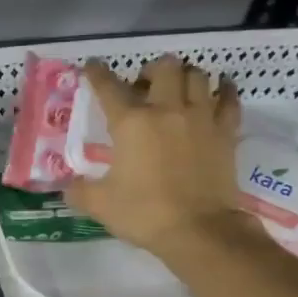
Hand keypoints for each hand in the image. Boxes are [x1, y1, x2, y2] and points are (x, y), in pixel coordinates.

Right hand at [63, 55, 256, 261]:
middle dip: (151, 70)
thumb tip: (68, 186)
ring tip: (177, 89)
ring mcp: (201, 118)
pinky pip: (229, 99)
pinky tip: (218, 89)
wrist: (198, 230)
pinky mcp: (226, 132)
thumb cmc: (144, 213)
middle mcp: (167, 110)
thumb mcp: (99, 204)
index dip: (97, 73)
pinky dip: (224, 89)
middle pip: (164, 67)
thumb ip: (79, 190)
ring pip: (197, 76)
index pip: (109, 87)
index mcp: (131, 123)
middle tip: (143, 87)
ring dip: (184, 76)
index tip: (93, 66)